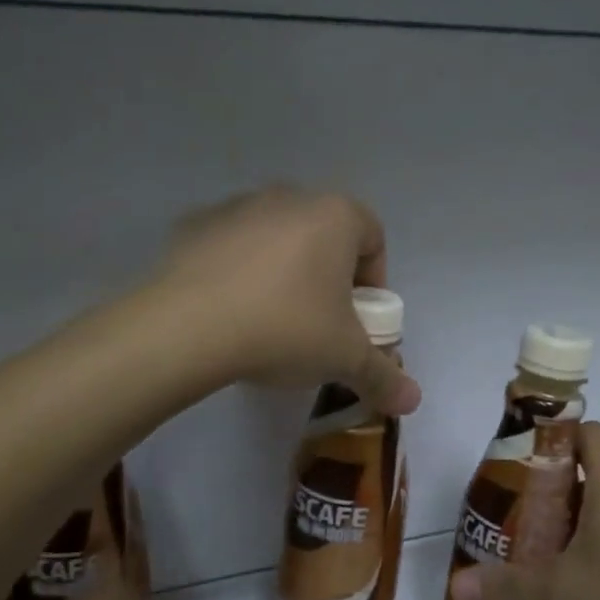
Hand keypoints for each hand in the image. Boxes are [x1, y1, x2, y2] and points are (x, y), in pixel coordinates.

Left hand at [154, 187, 422, 416]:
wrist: (186, 328)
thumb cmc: (285, 328)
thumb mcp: (344, 358)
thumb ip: (384, 376)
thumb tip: (413, 402)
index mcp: (335, 215)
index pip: (373, 239)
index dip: (373, 283)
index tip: (358, 321)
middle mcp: (289, 197)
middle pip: (325, 237)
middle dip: (328, 278)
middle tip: (318, 324)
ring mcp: (237, 207)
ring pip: (277, 239)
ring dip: (283, 272)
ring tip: (269, 322)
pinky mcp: (194, 225)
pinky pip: (232, 248)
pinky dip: (238, 272)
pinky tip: (228, 312)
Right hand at [449, 422, 599, 599]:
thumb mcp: (561, 594)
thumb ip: (507, 586)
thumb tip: (458, 587)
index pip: (589, 433)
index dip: (556, 438)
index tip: (525, 463)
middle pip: (598, 473)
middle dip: (558, 492)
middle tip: (524, 520)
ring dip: (585, 524)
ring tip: (551, 558)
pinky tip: (594, 590)